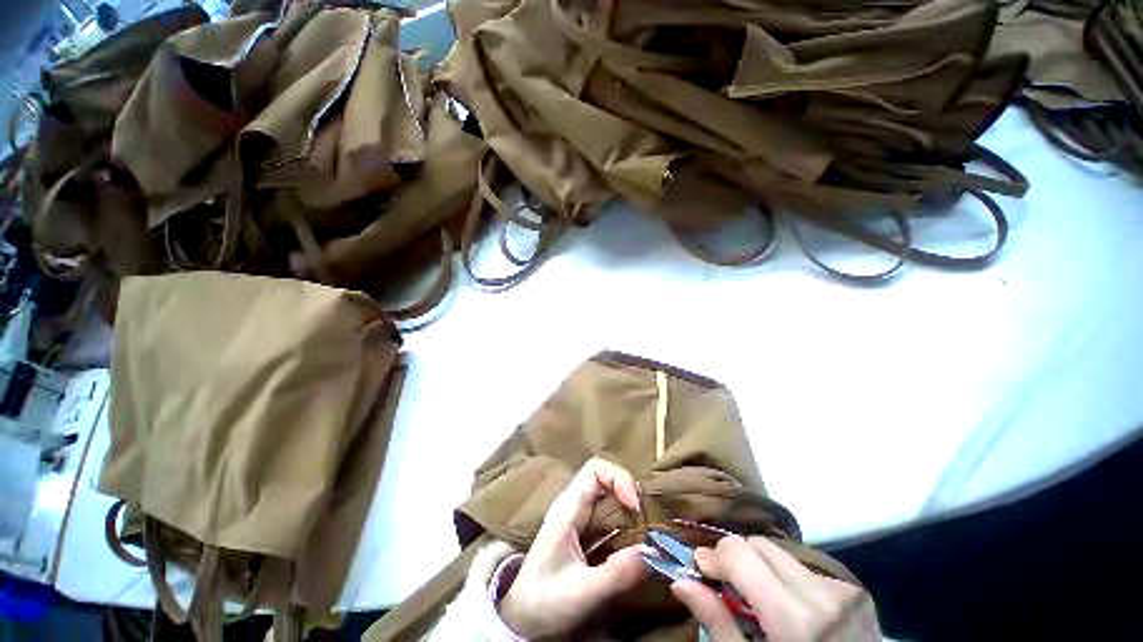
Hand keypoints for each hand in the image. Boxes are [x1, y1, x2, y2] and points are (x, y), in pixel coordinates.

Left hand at [498, 458, 645, 637]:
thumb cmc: (544, 603)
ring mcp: (578, 518)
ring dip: (629, 508)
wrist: (521, 619)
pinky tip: (634, 542)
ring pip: (608, 496)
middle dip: (629, 492)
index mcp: (567, 509)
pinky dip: (625, 522)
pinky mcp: (583, 532)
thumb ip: (616, 573)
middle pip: (604, 478)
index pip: (594, 470)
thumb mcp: (581, 593)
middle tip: (646, 521)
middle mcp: (573, 506)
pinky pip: (608, 515)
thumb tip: (652, 552)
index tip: (636, 506)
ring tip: (644, 532)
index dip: (618, 478)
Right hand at [671, 535, 879, 641]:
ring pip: (780, 552)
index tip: (701, 570)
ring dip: (759, 566)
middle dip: (735, 558)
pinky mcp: (855, 590)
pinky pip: (803, 566)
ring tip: (758, 598)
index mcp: (797, 619)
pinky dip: (784, 577)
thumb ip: (717, 623)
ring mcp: (844, 589)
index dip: (714, 556)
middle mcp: (823, 593)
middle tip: (726, 585)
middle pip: (759, 544)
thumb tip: (681, 581)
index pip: (740, 553)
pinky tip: (788, 605)